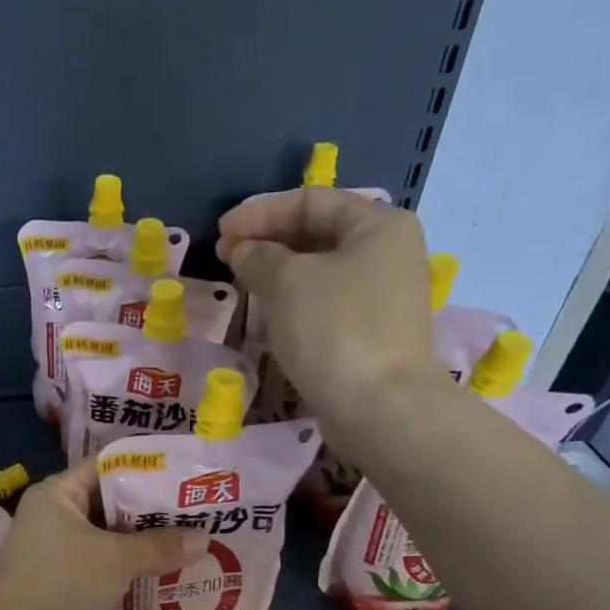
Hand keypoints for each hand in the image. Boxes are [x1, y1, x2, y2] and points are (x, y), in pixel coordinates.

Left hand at [0, 461, 205, 609]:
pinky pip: (110, 572)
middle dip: (156, 512)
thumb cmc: (60, 587)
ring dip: (150, 547)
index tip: (187, 474)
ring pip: (115, 542)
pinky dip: (137, 574)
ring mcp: (63, 556)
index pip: (106, 467)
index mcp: (58, 495)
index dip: (147, 468)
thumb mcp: (115, 560)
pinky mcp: (71, 588)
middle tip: (203, 513)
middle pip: (114, 505)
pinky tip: (175, 578)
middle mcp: (58, 519)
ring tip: (199, 544)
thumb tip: (204, 538)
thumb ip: (160, 546)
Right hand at [217, 187, 442, 442]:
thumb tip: (241, 250)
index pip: (311, 201)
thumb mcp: (288, 281)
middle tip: (225, 257)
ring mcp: (382, 297)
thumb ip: (258, 256)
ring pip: (320, 272)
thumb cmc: (336, 329)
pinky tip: (267, 314)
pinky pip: (325, 305)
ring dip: (277, 274)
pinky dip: (293, 302)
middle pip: (317, 234)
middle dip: (267, 242)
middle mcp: (388, 254)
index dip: (260, 212)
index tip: (221, 232)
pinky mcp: (371, 335)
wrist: (380, 408)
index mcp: (379, 225)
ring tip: (239, 283)